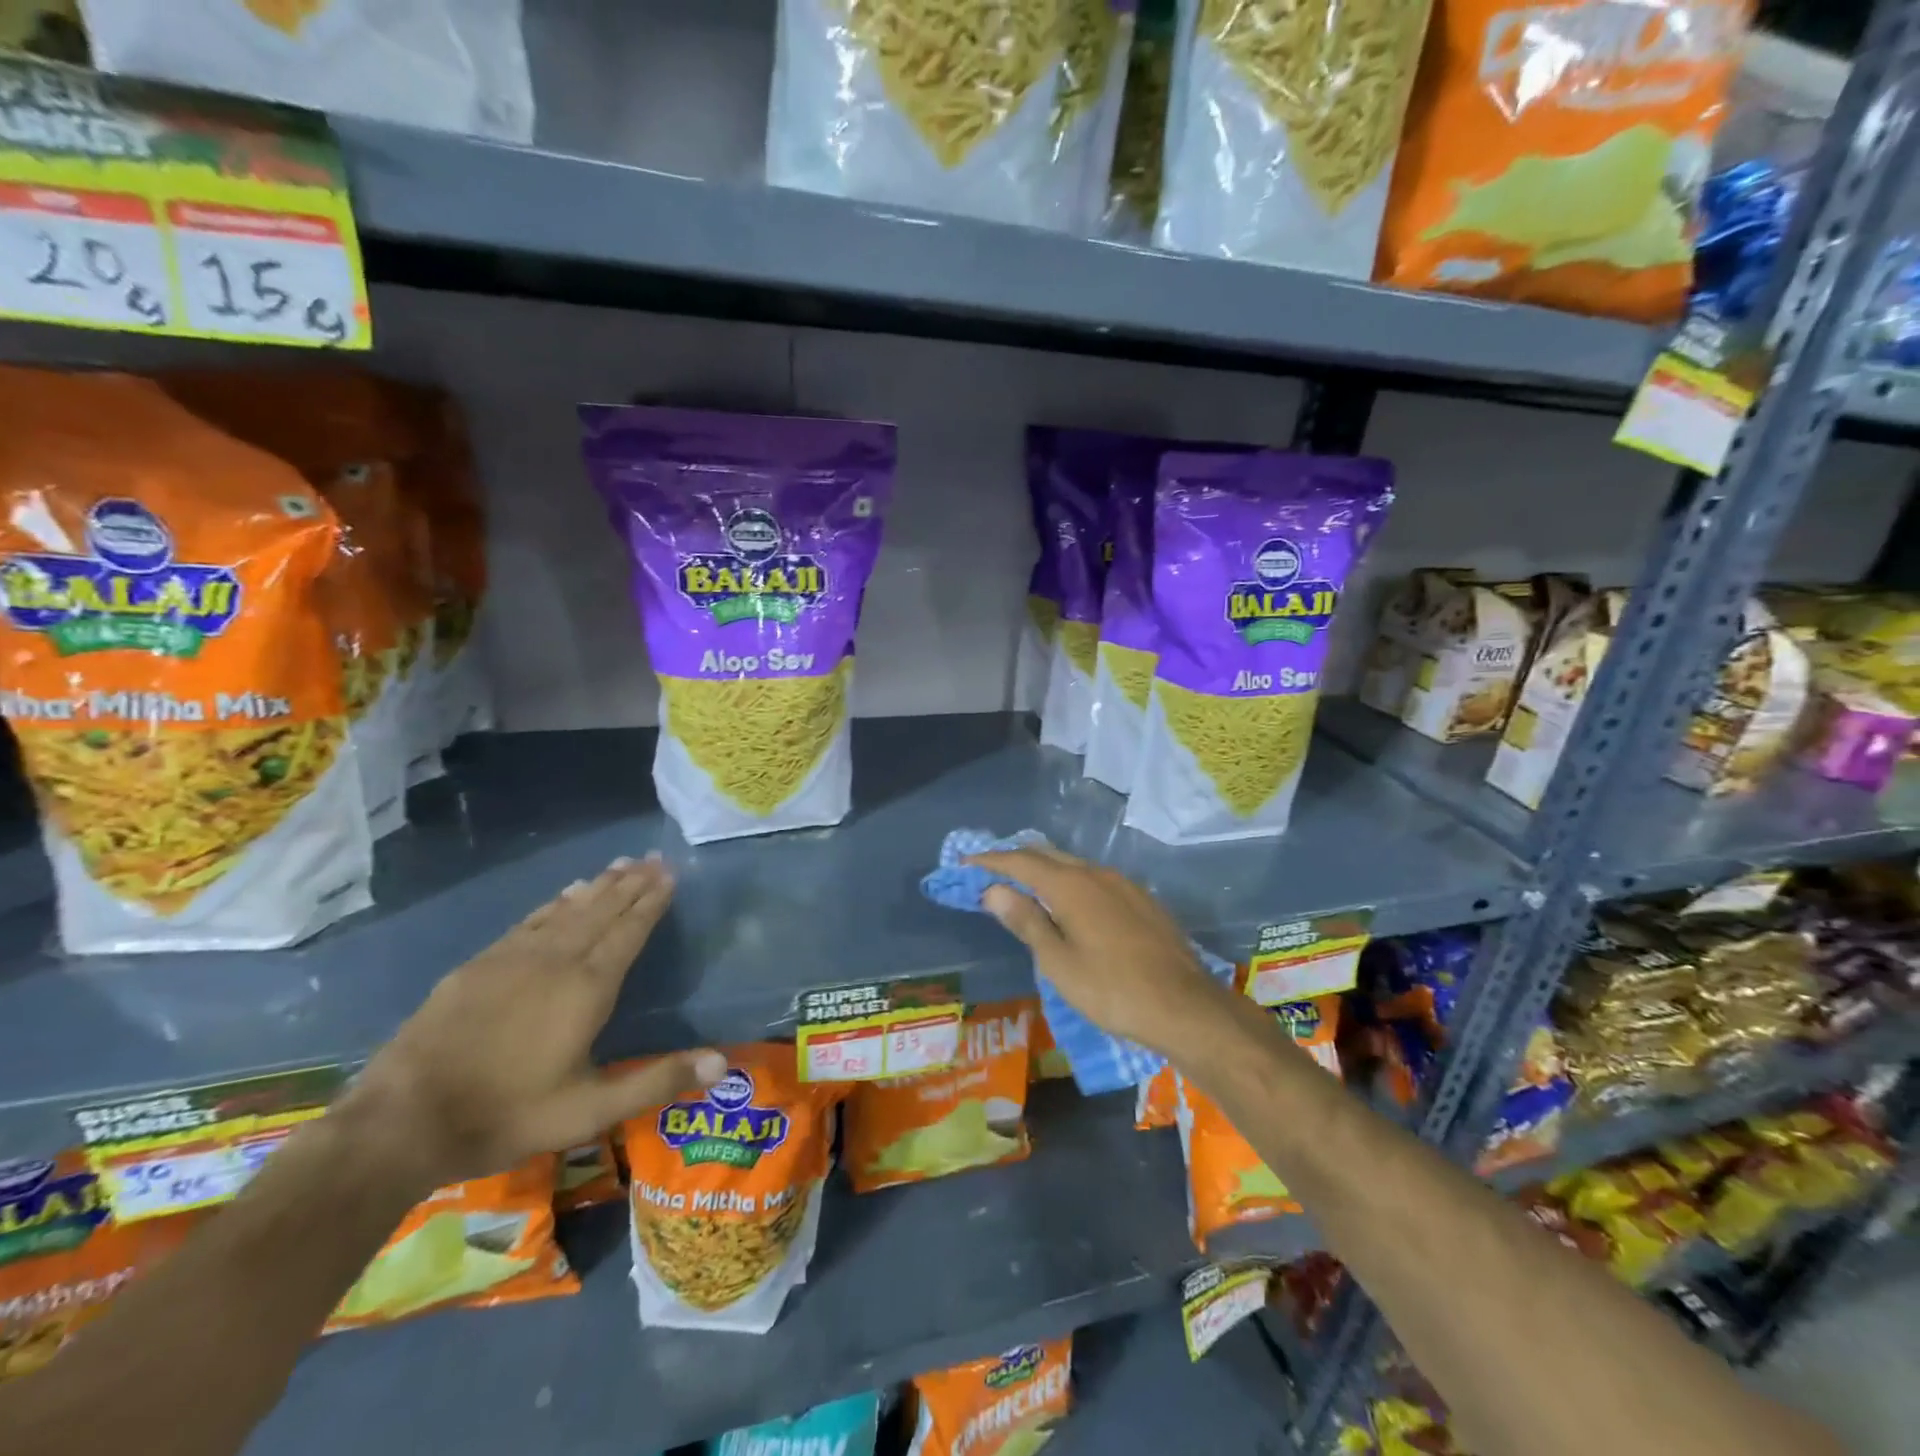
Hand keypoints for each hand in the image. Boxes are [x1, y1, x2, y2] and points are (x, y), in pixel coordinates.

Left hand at [338, 854, 723, 1192]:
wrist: (402, 1121)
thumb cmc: (507, 1114)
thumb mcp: (590, 1111)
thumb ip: (658, 1080)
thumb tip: (725, 1060)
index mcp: (587, 989)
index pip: (629, 932)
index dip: (651, 902)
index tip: (670, 874)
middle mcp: (556, 960)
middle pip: (602, 911)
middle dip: (631, 884)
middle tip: (653, 858)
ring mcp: (513, 958)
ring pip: (567, 910)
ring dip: (598, 886)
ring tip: (620, 865)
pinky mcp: (479, 966)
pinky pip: (530, 921)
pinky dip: (555, 903)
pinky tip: (564, 895)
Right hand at [968, 846, 1229, 1057]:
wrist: (1185, 1006)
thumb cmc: (1112, 989)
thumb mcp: (1059, 962)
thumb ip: (1026, 921)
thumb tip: (994, 890)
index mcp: (1071, 885)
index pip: (1020, 862)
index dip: (991, 860)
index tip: (966, 861)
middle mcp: (1097, 873)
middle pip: (1048, 855)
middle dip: (1017, 858)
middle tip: (991, 870)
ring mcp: (1124, 884)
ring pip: (1074, 865)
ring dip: (1045, 869)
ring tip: (1025, 885)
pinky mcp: (1142, 900)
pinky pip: (1095, 879)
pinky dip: (1070, 881)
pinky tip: (1070, 903)